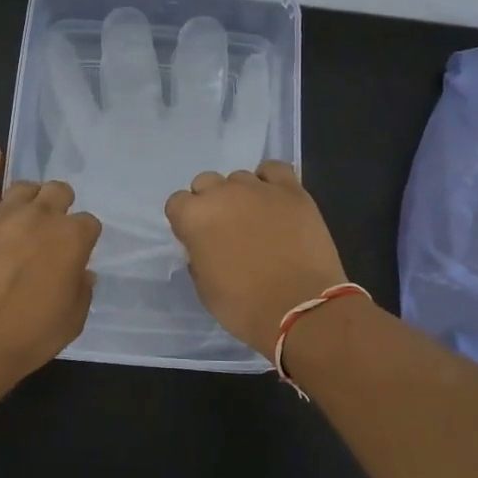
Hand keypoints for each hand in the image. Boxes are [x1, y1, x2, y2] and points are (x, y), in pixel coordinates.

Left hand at [0, 144, 102, 381]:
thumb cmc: (26, 336)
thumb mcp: (72, 321)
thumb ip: (81, 290)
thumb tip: (81, 272)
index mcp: (73, 239)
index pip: (89, 223)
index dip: (83, 238)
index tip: (76, 253)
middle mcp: (42, 215)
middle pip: (59, 192)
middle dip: (61, 206)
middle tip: (52, 230)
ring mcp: (3, 212)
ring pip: (25, 186)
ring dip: (31, 196)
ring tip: (27, 211)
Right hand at [165, 161, 347, 352]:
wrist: (300, 308)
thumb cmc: (245, 306)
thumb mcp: (204, 288)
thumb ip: (198, 257)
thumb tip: (204, 245)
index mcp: (195, 217)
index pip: (177, 203)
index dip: (186, 220)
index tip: (197, 238)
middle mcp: (222, 194)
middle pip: (206, 183)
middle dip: (211, 202)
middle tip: (226, 229)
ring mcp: (258, 188)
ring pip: (239, 178)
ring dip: (241, 195)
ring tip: (257, 219)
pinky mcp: (291, 190)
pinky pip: (274, 169)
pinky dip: (270, 180)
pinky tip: (275, 199)